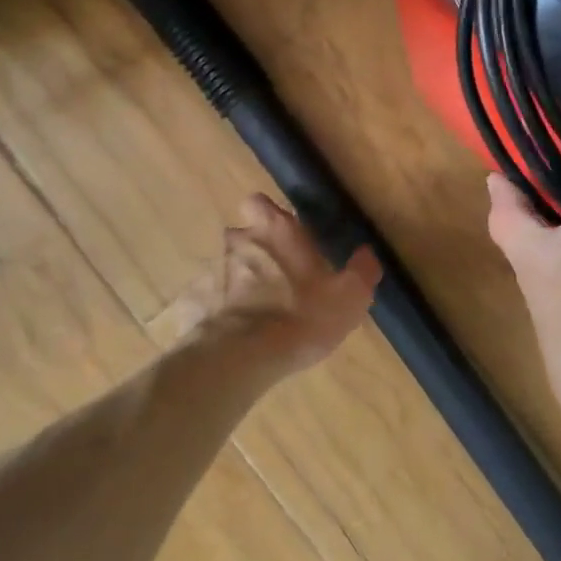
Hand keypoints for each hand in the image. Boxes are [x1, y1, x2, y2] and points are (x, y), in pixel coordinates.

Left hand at [173, 195, 379, 376]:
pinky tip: (238, 335)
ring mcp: (211, 272)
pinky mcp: (194, 304)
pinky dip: (222, 312)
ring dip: (240, 284)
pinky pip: (211, 301)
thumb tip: (366, 254)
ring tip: (261, 315)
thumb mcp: (350, 296)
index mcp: (275, 230)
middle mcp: (238, 242)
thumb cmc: (302, 315)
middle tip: (279, 281)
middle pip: (243, 237)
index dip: (270, 216)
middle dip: (257, 253)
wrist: (242, 357)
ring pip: (226, 269)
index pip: (259, 202)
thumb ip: (361, 271)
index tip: (285, 236)